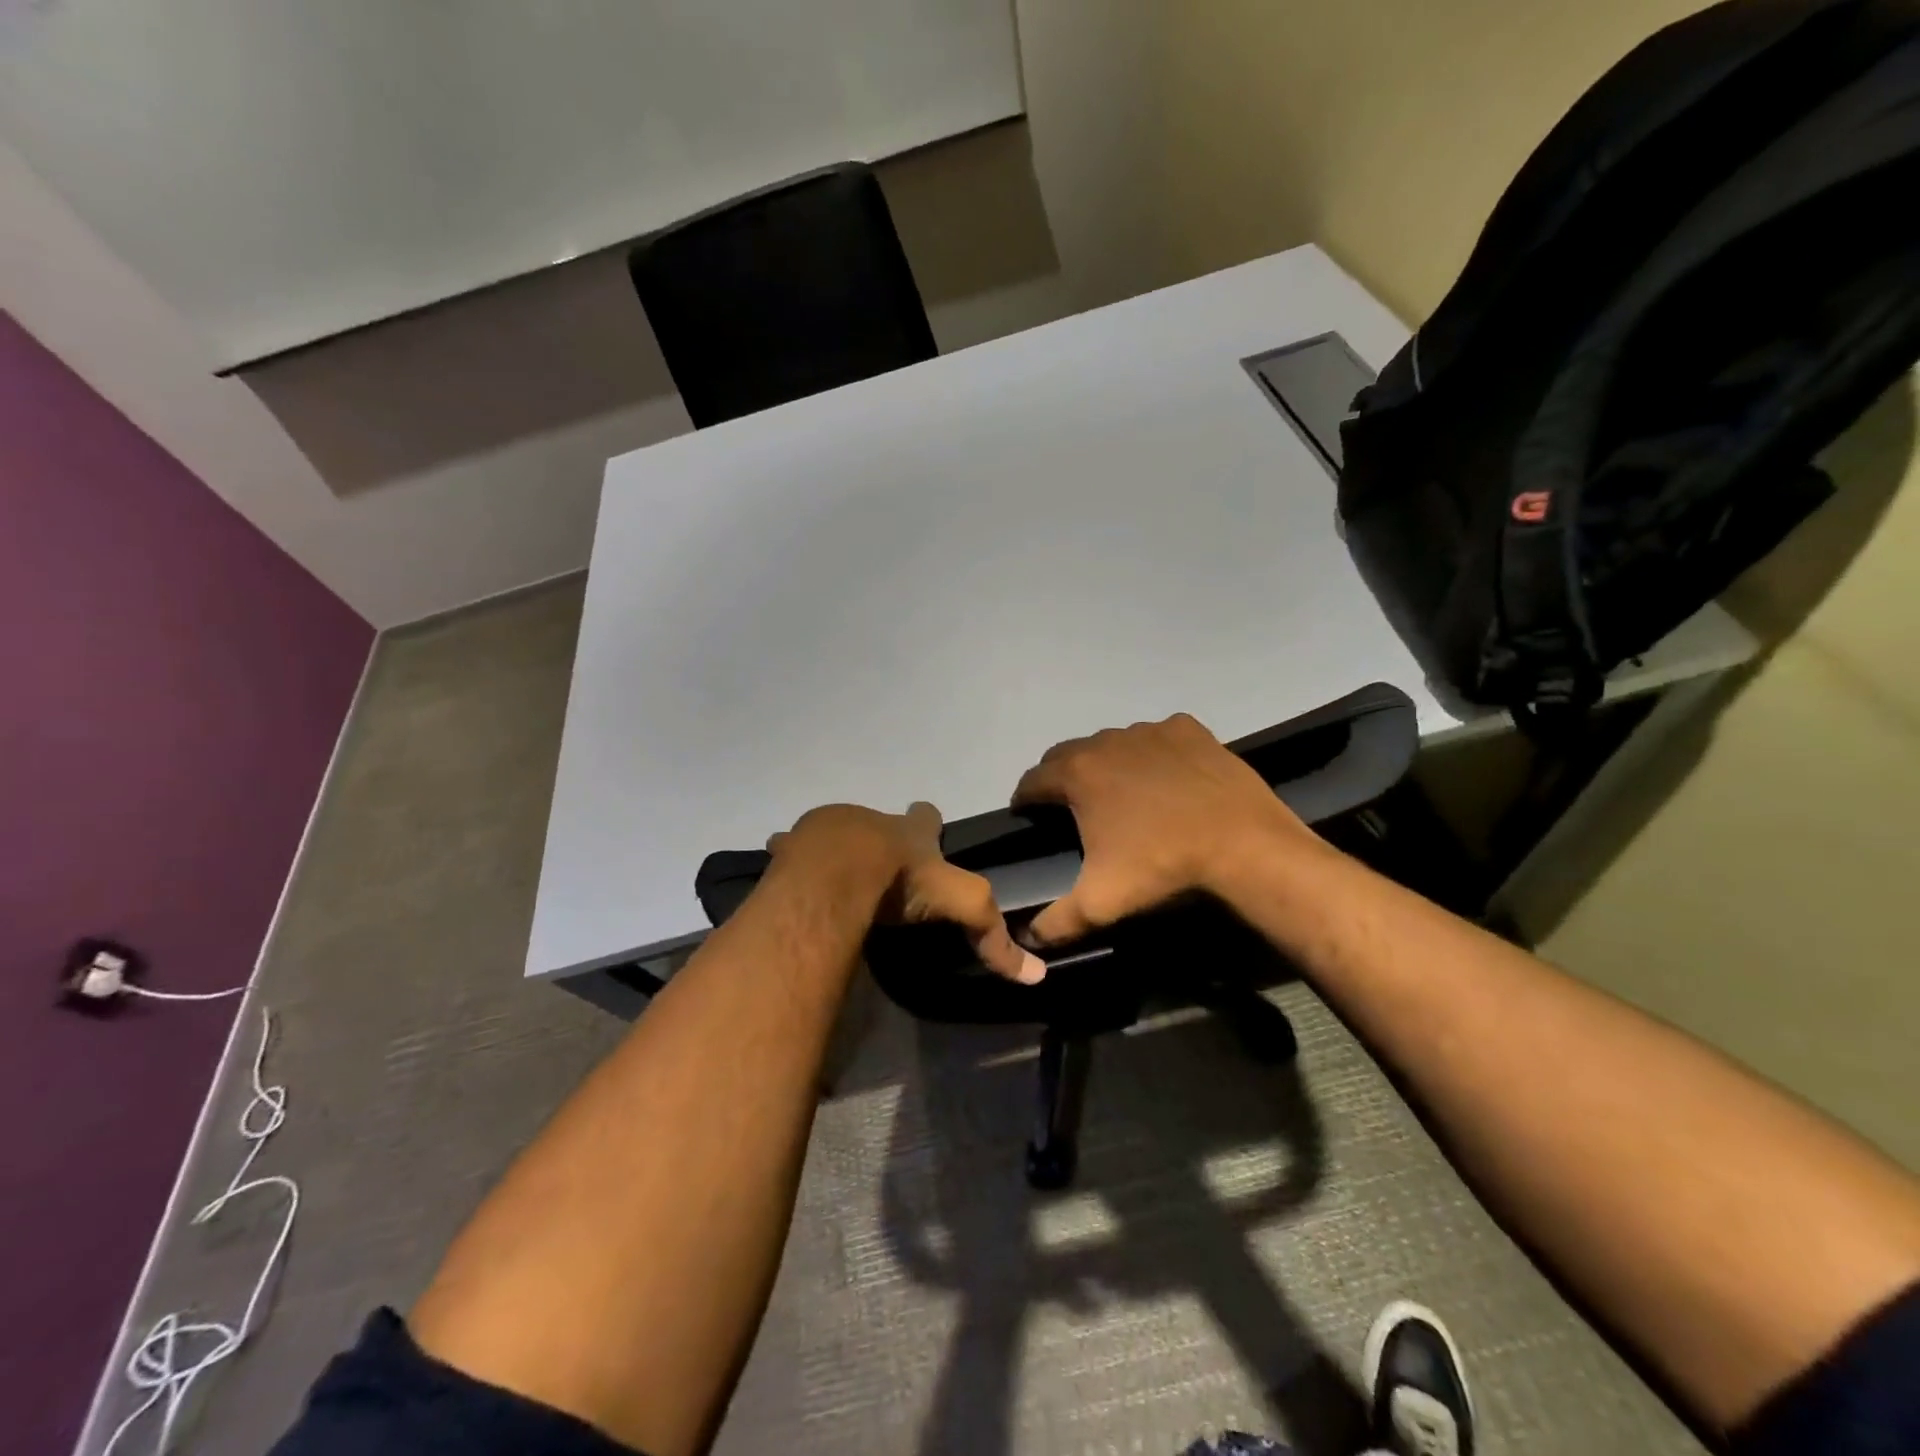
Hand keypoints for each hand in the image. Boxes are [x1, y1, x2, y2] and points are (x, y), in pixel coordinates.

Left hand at [769, 803, 1045, 983]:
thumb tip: (1036, 975)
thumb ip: (992, 934)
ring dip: (834, 847)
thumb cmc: (902, 880)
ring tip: (831, 872)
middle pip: (877, 823)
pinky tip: (788, 873)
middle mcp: (870, 820)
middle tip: (877, 864)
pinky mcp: (793, 846)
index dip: (928, 822)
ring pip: (833, 831)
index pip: (927, 816)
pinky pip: (789, 849)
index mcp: (910, 830)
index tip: (927, 828)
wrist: (836, 872)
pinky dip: (790, 858)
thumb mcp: (959, 904)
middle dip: (877, 837)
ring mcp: (828, 828)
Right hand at [1011, 713, 1318, 947]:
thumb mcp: (1101, 903)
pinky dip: (1150, 753)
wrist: (1244, 846)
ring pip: (1111, 743)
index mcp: (1078, 774)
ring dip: (1106, 763)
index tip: (1027, 815)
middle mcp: (1106, 741)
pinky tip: (1164, 778)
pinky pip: (1155, 737)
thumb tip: (1027, 939)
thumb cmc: (1163, 867)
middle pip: (1066, 754)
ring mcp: (1149, 730)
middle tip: (1070, 807)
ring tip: (1121, 795)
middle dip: (1059, 777)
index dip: (1024, 799)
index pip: (1032, 780)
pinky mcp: (1187, 729)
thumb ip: (1056, 922)